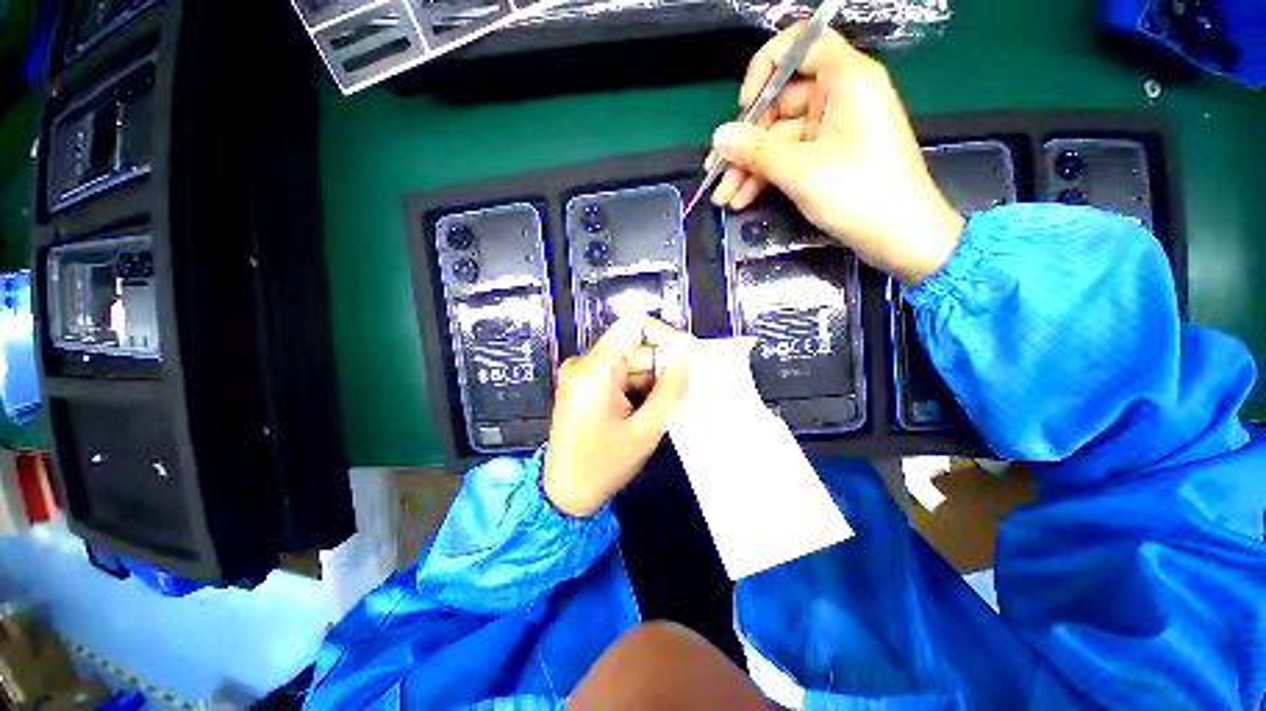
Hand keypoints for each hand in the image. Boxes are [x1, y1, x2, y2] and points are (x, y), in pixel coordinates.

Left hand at [542, 316, 688, 516]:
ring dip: (653, 378)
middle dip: (663, 364)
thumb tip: (687, 357)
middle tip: (686, 387)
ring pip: (631, 361)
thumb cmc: (602, 465)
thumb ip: (670, 388)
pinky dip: (640, 386)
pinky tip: (652, 406)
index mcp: (597, 368)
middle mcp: (586, 362)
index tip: (688, 355)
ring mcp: (584, 373)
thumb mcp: (645, 429)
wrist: (564, 493)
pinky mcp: (585, 385)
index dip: (666, 334)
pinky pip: (620, 374)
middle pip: (635, 346)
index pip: (635, 324)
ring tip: (671, 402)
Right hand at [708, 26, 964, 284]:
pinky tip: (741, 199)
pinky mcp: (829, 158)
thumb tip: (718, 137)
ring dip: (749, 167)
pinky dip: (766, 177)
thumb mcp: (801, 171)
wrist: (902, 238)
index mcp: (846, 79)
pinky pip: (789, 158)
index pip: (801, 45)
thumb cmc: (860, 194)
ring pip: (779, 138)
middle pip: (781, 103)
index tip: (745, 107)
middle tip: (717, 172)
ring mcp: (833, 130)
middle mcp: (840, 97)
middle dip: (746, 141)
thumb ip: (756, 151)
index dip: (766, 69)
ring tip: (723, 196)